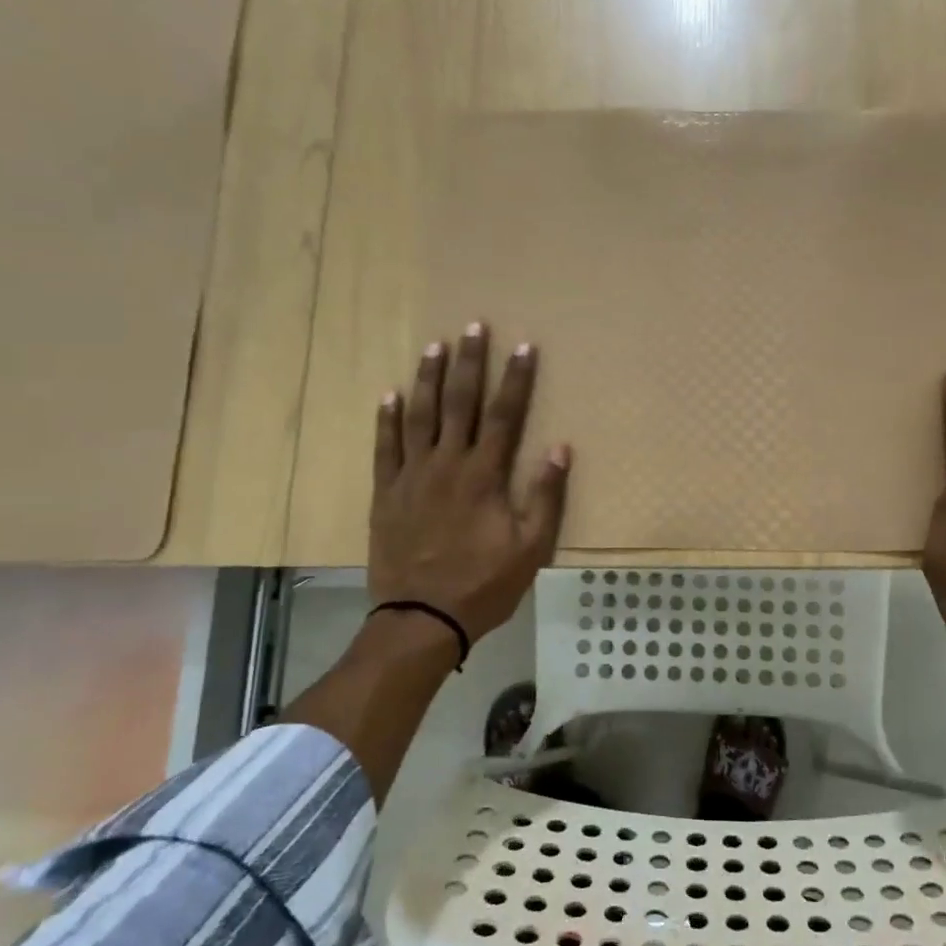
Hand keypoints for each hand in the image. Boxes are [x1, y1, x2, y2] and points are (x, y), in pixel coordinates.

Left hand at [368, 323, 570, 643]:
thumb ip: (545, 496)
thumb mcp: (530, 547)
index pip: (504, 415)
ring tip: (435, 347)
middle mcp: (447, 464)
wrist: (422, 619)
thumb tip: (560, 448)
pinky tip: (391, 394)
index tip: (524, 346)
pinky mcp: (387, 493)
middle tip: (473, 327)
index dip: (516, 379)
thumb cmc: (483, 584)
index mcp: (484, 475)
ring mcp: (412, 476)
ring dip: (429, 379)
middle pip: (459, 403)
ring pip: (420, 416)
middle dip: (469, 363)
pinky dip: (387, 419)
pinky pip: (385, 447)